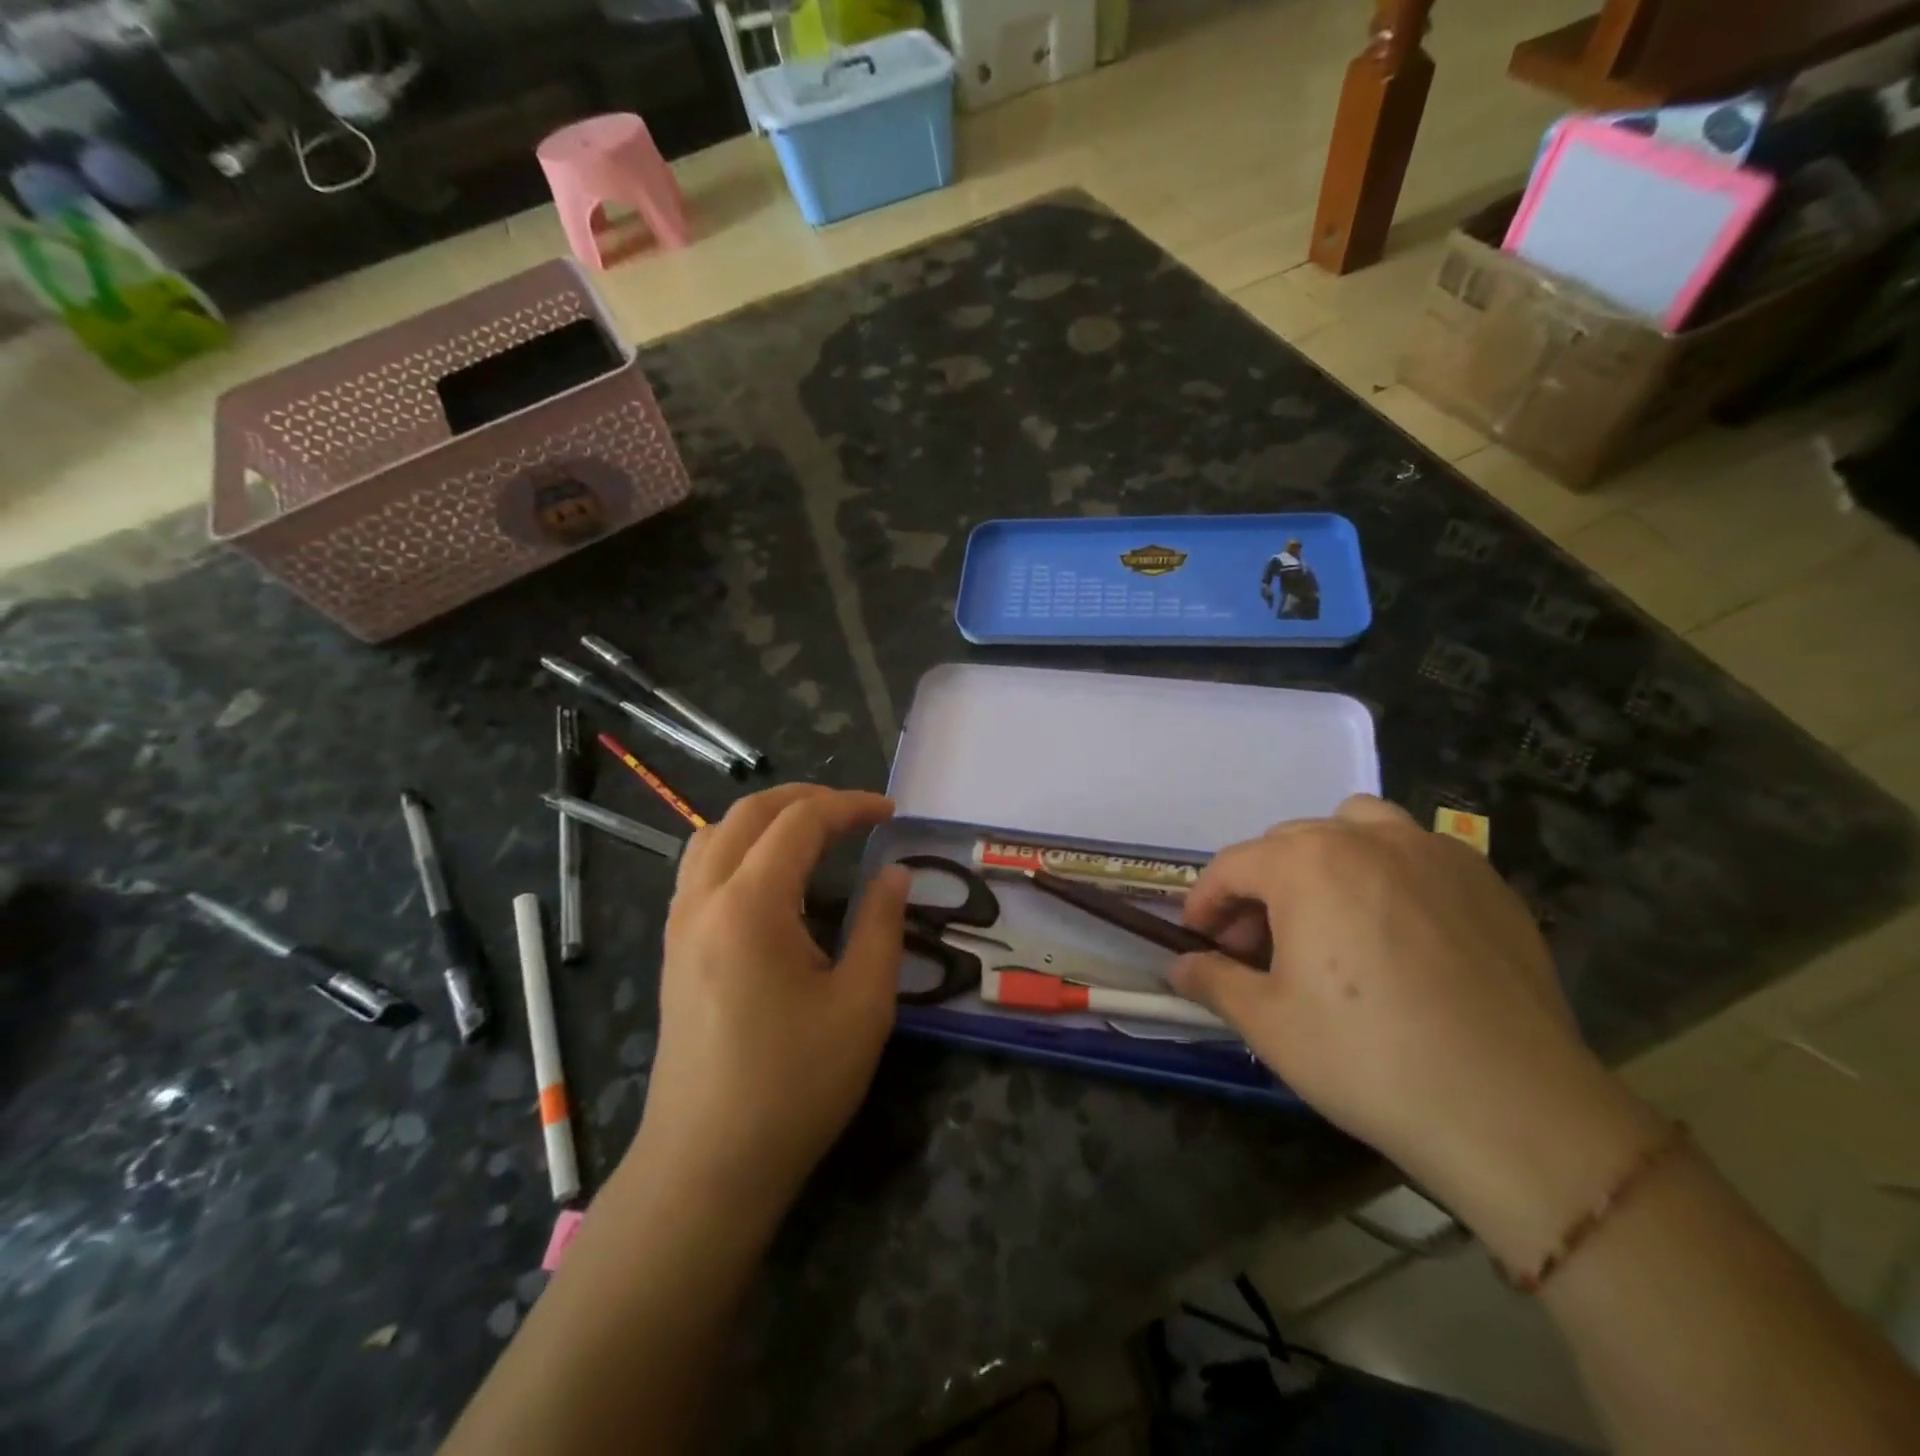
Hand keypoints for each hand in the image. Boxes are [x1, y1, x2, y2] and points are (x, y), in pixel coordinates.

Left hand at [630, 784, 910, 1212]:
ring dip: (766, 819)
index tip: (891, 813)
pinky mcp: (674, 949)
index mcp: (750, 905)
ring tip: (813, 833)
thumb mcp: (862, 1004)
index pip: (800, 822)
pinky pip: (700, 868)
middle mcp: (704, 899)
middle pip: (749, 814)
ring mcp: (680, 924)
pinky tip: (770, 879)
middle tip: (856, 813)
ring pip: (714, 834)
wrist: (707, 1164)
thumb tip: (893, 873)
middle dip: (806, 799)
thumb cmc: (794, 1085)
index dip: (849, 806)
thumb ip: (881, 925)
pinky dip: (738, 847)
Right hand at [1171, 796, 1647, 1241]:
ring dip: (1325, 860)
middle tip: (1258, 947)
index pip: (1232, 866)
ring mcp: (1434, 852)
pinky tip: (1398, 932)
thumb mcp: (1267, 1024)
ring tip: (1328, 916)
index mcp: (1306, 863)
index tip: (1199, 941)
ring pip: (1356, 828)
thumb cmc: (1367, 1058)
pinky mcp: (1486, 881)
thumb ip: (1212, 980)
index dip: (1205, 903)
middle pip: (1288, 844)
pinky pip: (1417, 852)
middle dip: (1260, 889)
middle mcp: (1366, 838)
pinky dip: (1388, 873)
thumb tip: (1179, 966)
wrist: (1513, 1111)